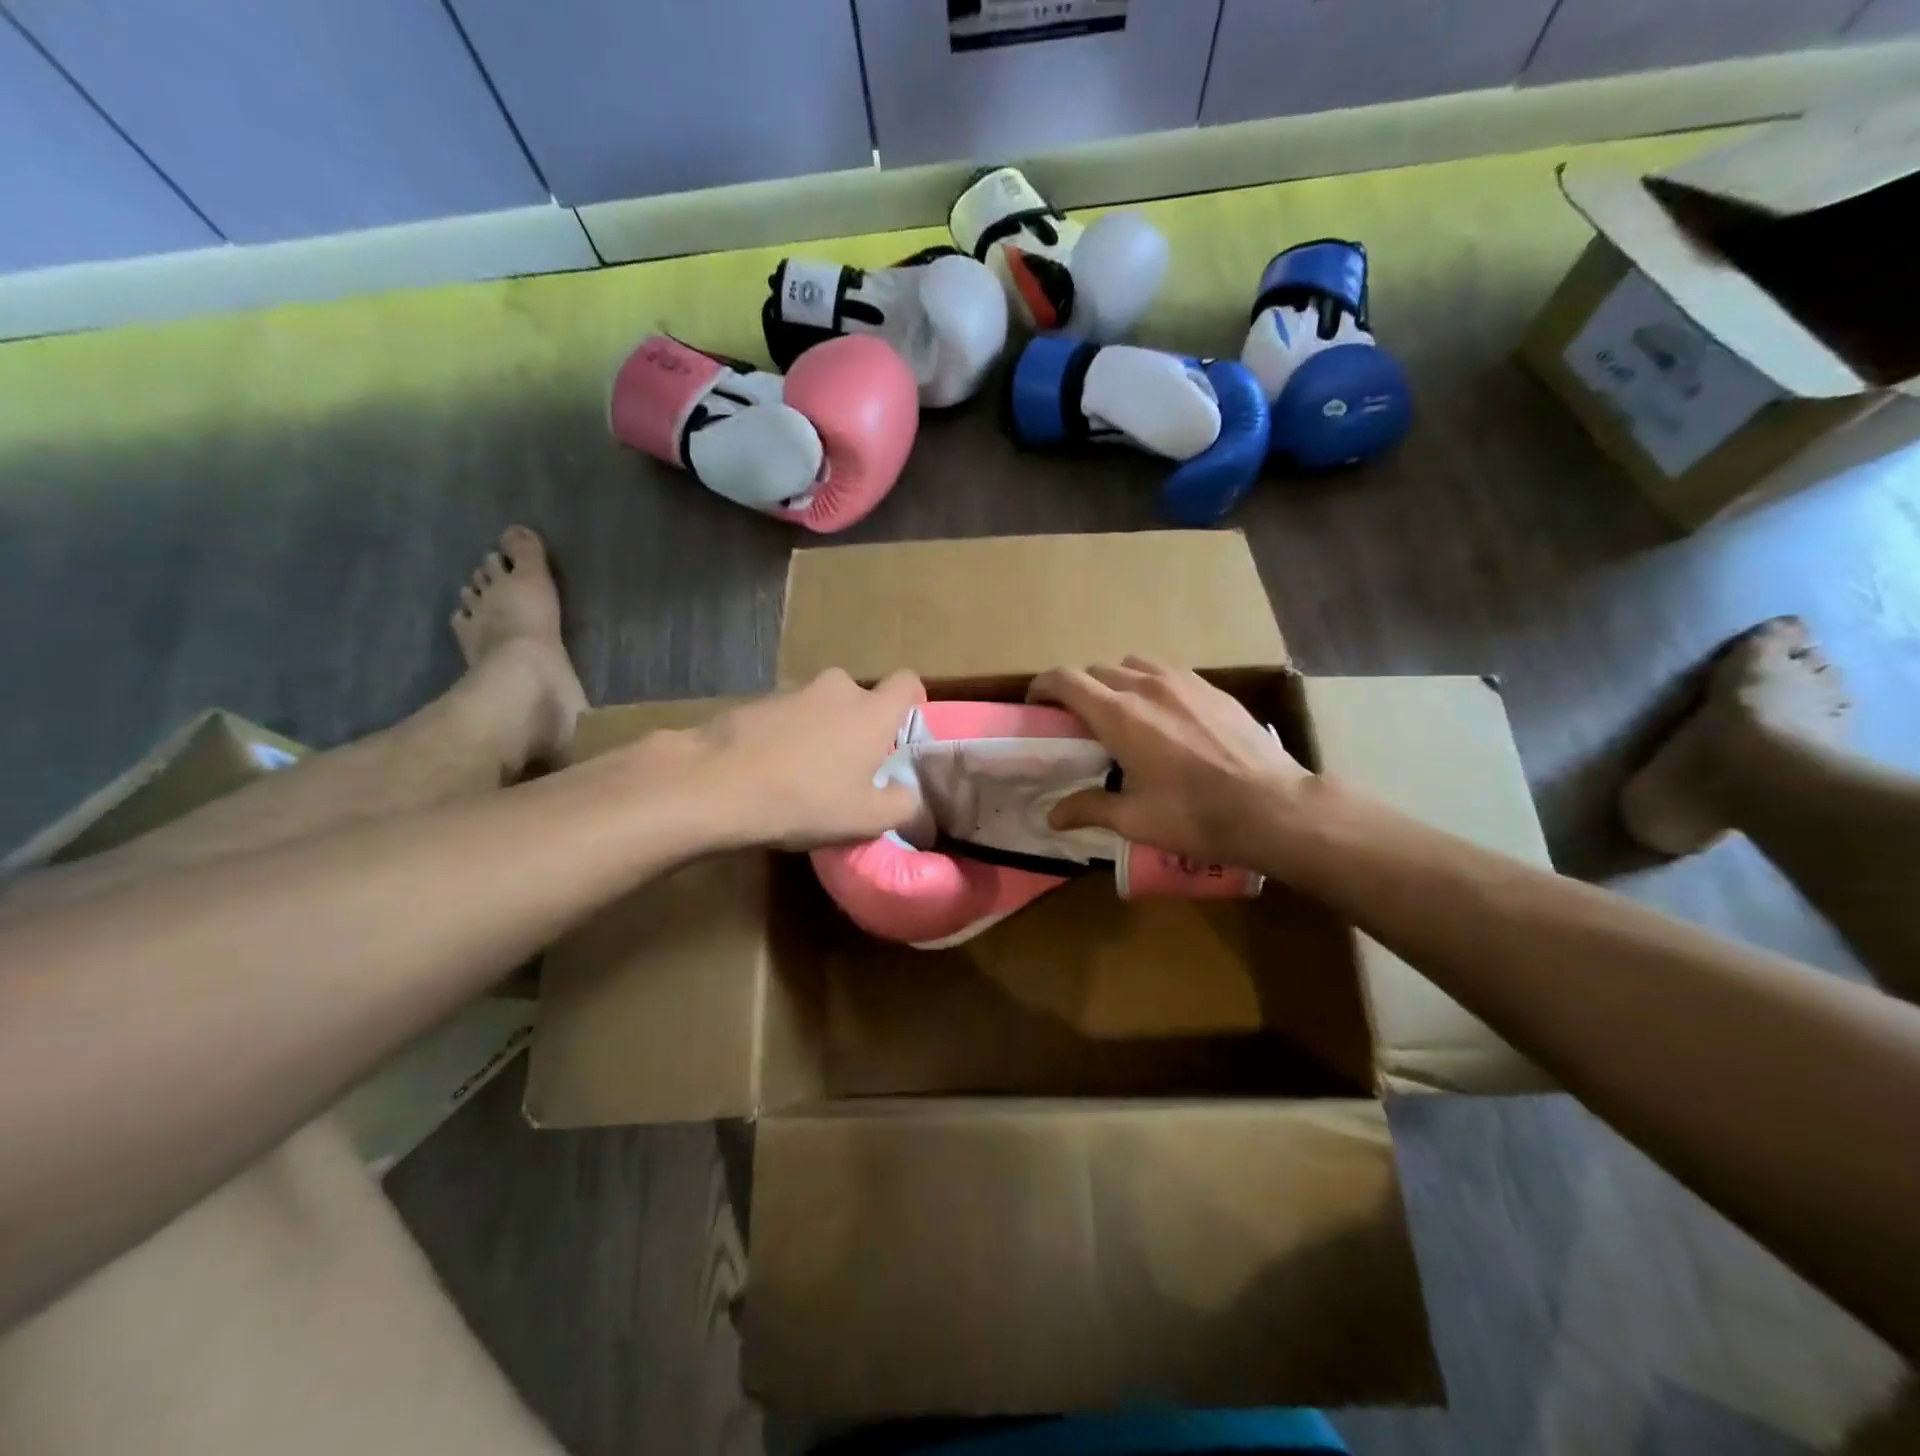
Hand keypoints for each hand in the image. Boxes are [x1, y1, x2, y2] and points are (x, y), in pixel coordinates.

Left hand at [679, 669, 923, 850]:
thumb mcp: (868, 819)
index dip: (911, 702)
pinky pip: (786, 716)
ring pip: (821, 708)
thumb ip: (902, 803)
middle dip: (859, 726)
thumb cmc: (805, 800)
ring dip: (821, 731)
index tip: (902, 733)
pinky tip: (770, 771)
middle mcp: (836, 689)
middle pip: (860, 699)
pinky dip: (786, 736)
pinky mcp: (755, 702)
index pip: (907, 682)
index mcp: (871, 711)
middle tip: (850, 767)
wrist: (715, 785)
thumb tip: (905, 792)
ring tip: (804, 775)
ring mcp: (792, 691)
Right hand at [1028, 658, 1313, 870]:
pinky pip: (1168, 673)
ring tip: (1123, 714)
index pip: (1065, 680)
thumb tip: (1051, 817)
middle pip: (1096, 671)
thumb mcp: (1135, 819)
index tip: (1036, 703)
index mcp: (1118, 715)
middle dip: (1080, 690)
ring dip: (1116, 682)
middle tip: (1079, 722)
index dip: (1043, 686)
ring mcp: (1183, 681)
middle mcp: (1146, 686)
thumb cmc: (1195, 814)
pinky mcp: (1212, 687)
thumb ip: (1089, 810)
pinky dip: (1152, 685)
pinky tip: (1166, 717)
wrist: (1273, 806)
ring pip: (1133, 665)